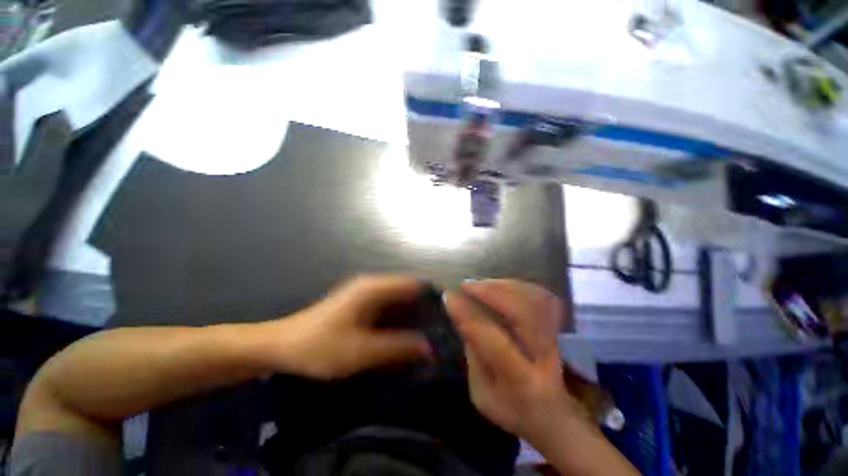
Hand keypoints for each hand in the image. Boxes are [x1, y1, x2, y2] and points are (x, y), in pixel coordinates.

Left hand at [254, 275, 432, 379]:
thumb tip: (429, 347)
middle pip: (408, 290)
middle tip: (440, 329)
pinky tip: (407, 333)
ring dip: (413, 313)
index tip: (448, 317)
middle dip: (425, 307)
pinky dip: (400, 317)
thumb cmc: (320, 346)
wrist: (282, 346)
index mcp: (374, 287)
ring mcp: (367, 292)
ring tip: (429, 333)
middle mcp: (373, 284)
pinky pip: (389, 306)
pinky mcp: (362, 303)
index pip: (413, 283)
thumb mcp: (361, 351)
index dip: (432, 297)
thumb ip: (397, 348)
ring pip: (399, 298)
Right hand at [445, 279, 583, 443]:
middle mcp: (543, 356)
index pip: (493, 340)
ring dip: (502, 285)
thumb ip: (474, 359)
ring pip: (533, 300)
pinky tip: (499, 285)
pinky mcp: (554, 328)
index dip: (468, 315)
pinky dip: (517, 286)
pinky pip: (540, 296)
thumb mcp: (482, 396)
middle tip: (466, 285)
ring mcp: (553, 339)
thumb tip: (464, 320)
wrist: (553, 416)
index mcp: (521, 381)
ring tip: (480, 284)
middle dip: (491, 292)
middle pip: (523, 313)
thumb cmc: (513, 410)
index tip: (449, 297)